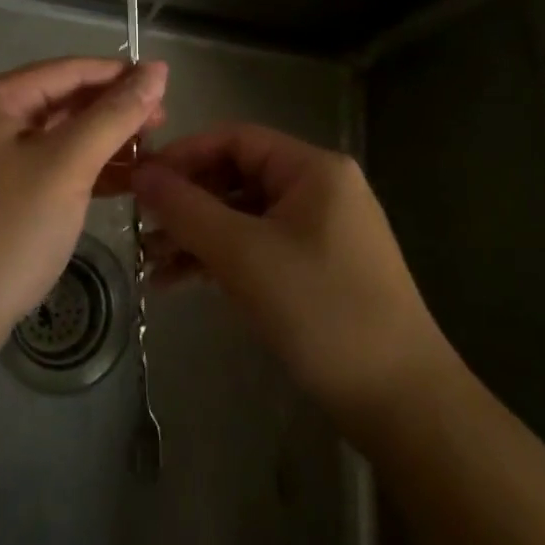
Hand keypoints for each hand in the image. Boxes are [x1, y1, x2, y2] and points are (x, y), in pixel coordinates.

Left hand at [0, 57, 167, 373]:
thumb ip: (115, 115)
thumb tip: (157, 69)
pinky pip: (43, 166)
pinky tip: (118, 183)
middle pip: (61, 100)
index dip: (120, 75)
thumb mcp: (67, 166)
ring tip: (149, 155)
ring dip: (101, 143)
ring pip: (55, 136)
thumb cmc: (6, 231)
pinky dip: (80, 171)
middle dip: (113, 111)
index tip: (167, 85)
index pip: (69, 70)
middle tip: (162, 126)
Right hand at [132, 122, 454, 436]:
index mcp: (312, 168)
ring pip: (245, 215)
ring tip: (151, 263)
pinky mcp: (319, 268)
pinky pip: (260, 246)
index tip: (140, 180)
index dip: (184, 155)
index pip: (235, 139)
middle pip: (238, 176)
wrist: (404, 406)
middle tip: (142, 227)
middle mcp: (320, 187)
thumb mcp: (244, 255)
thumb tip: (140, 172)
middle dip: (188, 201)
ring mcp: (322, 229)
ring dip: (199, 235)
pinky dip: (223, 259)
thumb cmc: (322, 311)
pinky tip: (181, 282)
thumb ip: (187, 209)